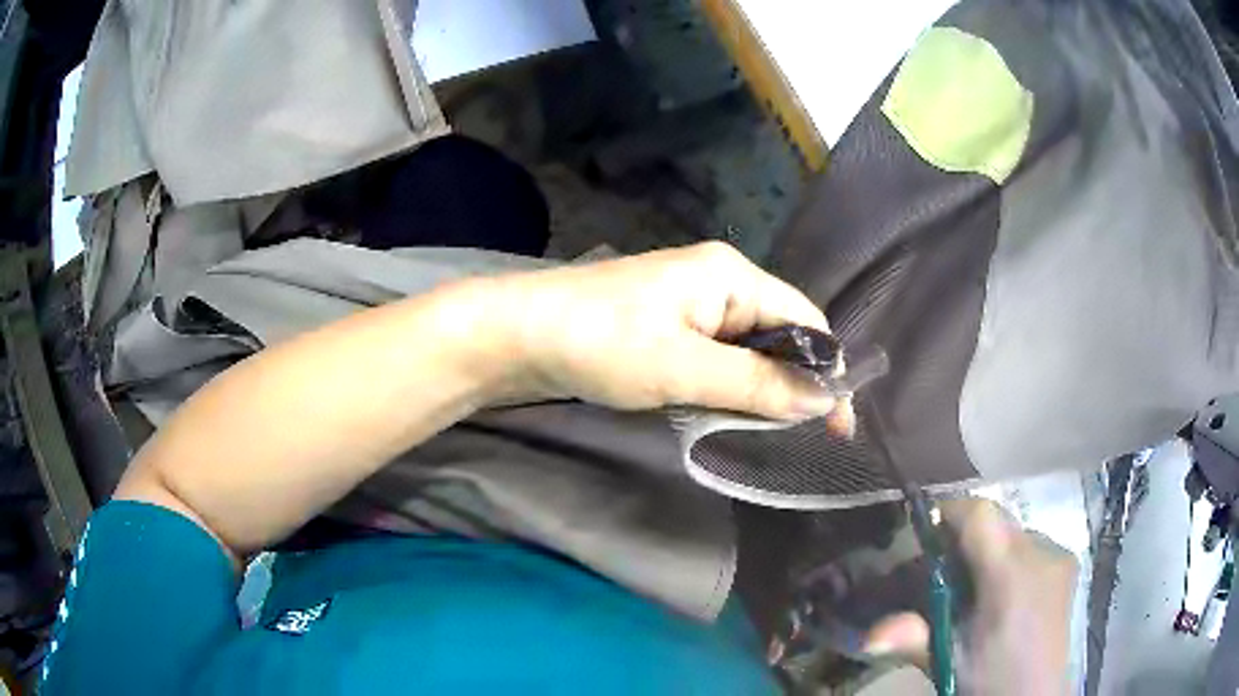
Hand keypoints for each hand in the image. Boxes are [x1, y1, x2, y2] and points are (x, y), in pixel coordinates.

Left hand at [482, 241, 840, 420]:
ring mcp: (691, 305)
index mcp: (731, 275)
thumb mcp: (684, 368)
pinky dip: (730, 386)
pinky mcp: (669, 327)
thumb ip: (757, 384)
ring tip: (769, 429)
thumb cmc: (601, 343)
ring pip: (749, 350)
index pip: (805, 320)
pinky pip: (718, 357)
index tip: (839, 426)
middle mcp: (719, 282)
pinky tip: (729, 411)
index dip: (829, 371)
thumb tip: (823, 400)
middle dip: (795, 382)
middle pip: (780, 334)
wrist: (518, 335)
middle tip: (804, 436)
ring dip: (761, 388)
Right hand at [864, 498, 1077, 694]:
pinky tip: (1003, 594)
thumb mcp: (951, 661)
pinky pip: (1032, 545)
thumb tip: (870, 635)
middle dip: (966, 537)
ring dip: (990, 549)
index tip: (924, 533)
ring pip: (1014, 532)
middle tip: (942, 571)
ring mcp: (1059, 555)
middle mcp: (1041, 552)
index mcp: (1012, 575)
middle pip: (997, 521)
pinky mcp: (1068, 564)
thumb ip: (914, 638)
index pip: (980, 514)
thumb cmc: (991, 681)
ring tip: (973, 588)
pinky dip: (1010, 558)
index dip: (950, 512)